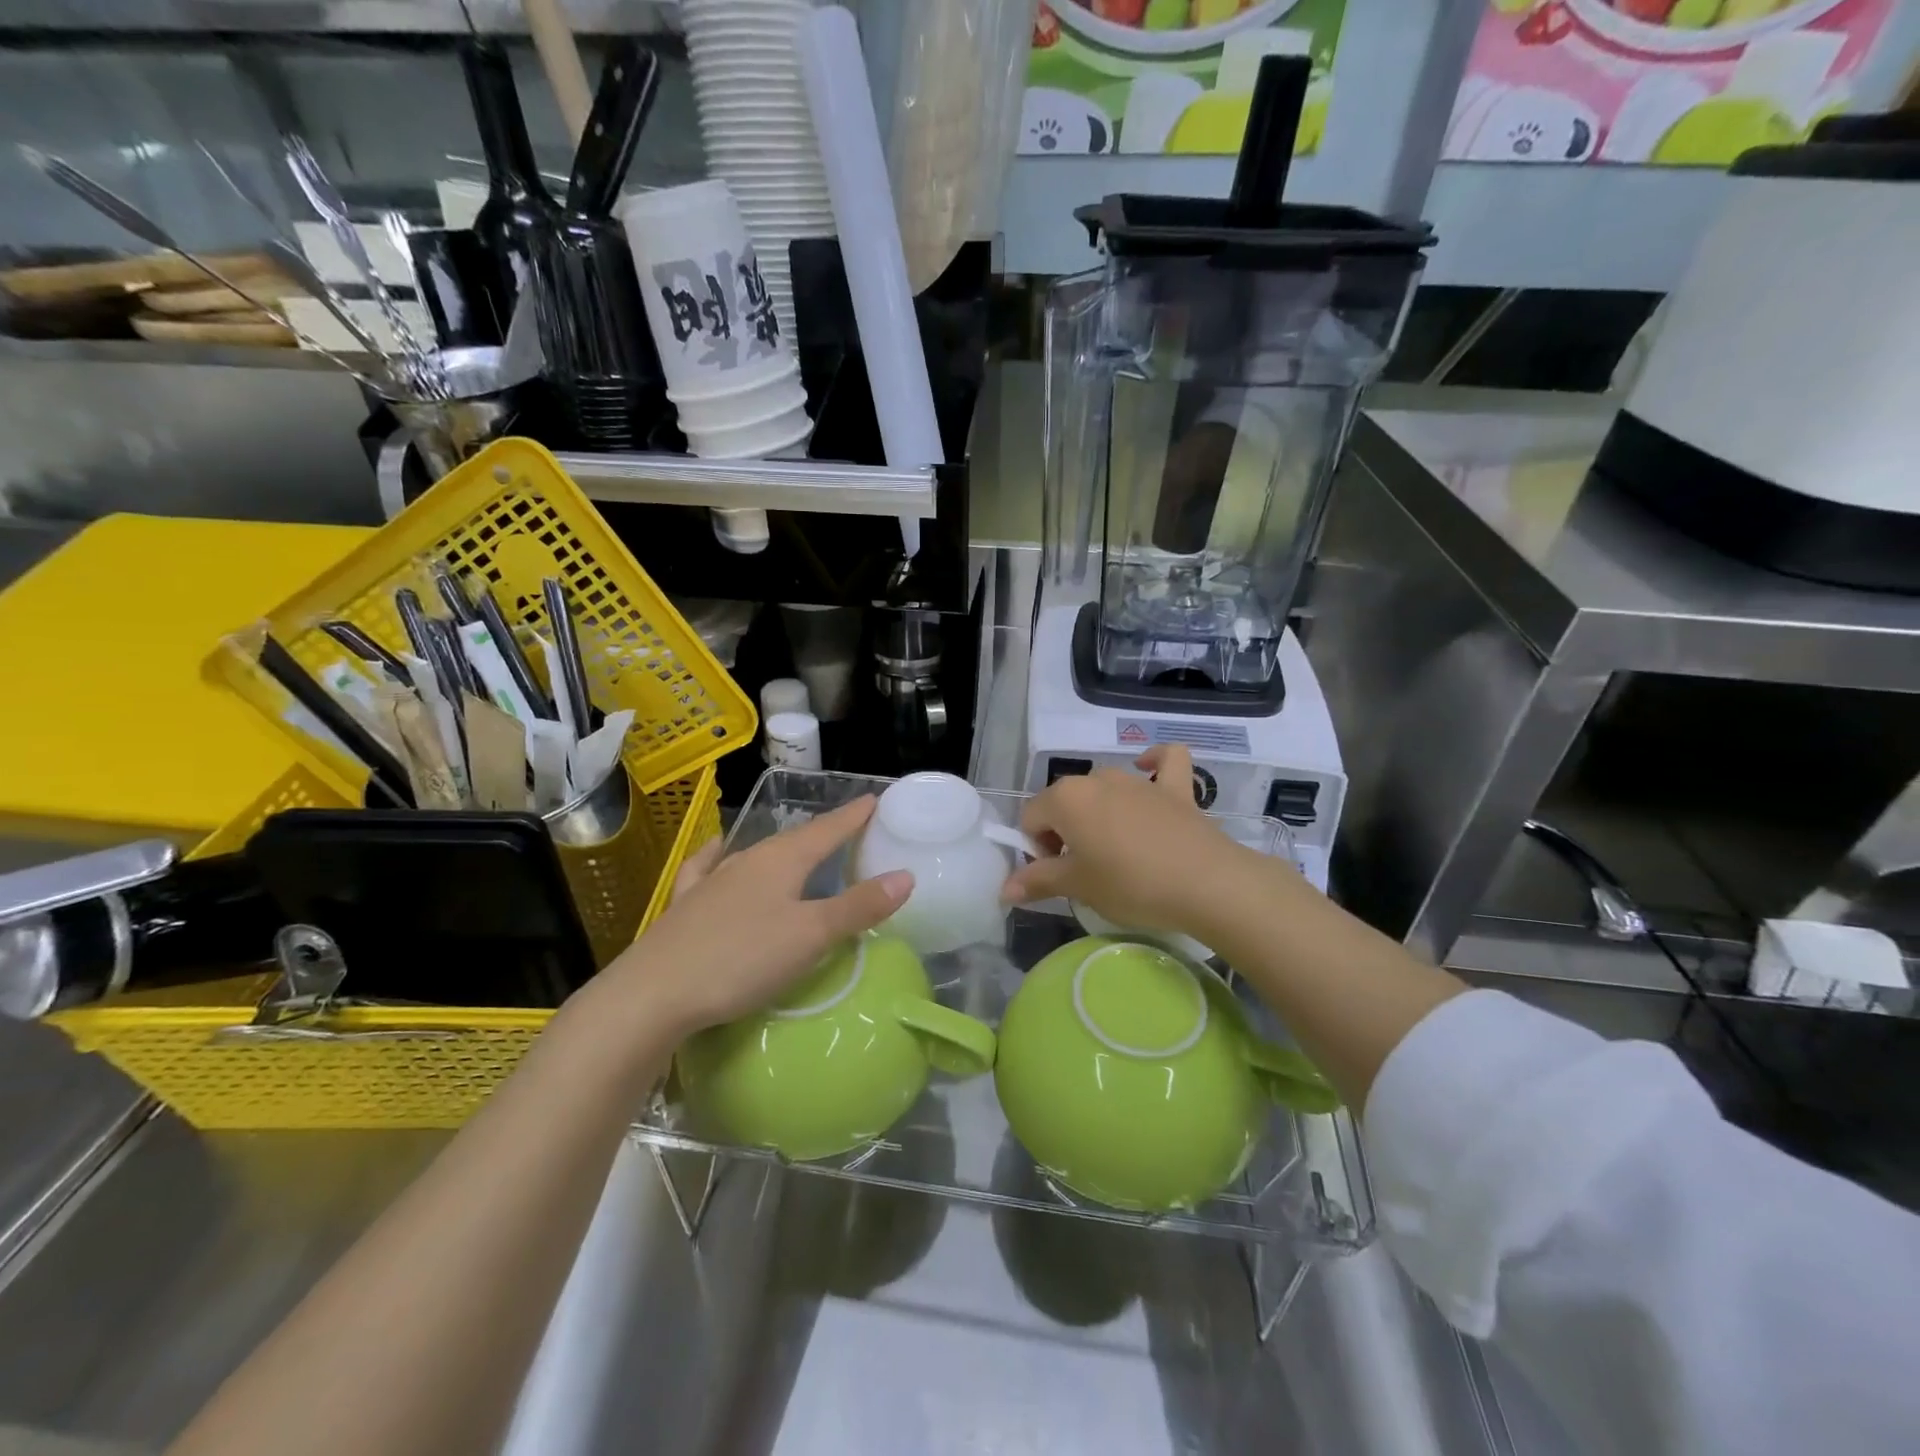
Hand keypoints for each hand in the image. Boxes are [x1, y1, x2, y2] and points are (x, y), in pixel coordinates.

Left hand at [602, 797, 911, 1037]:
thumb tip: (906, 875)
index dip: (853, 816)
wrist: (652, 994)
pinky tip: (716, 853)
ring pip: (756, 854)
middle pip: (794, 840)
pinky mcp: (686, 906)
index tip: (874, 800)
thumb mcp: (811, 936)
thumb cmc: (741, 960)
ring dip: (784, 849)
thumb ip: (859, 907)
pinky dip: (719, 858)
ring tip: (799, 849)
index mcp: (781, 861)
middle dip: (824, 833)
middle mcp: (747, 861)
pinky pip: (708, 869)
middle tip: (849, 830)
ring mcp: (712, 881)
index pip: (827, 830)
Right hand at [1002, 746, 1256, 937]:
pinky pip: (1164, 763)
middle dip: (1065, 833)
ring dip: (1098, 812)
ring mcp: (1138, 780)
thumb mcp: (1078, 887)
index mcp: (1066, 798)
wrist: (1207, 883)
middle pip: (1065, 803)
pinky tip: (1149, 771)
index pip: (1032, 819)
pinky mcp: (1176, 788)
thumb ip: (1038, 881)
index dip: (1038, 850)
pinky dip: (1154, 763)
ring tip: (1114, 850)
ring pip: (1103, 788)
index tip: (1059, 878)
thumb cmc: (1131, 884)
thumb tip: (1004, 889)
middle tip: (1084, 872)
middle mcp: (1097, 779)